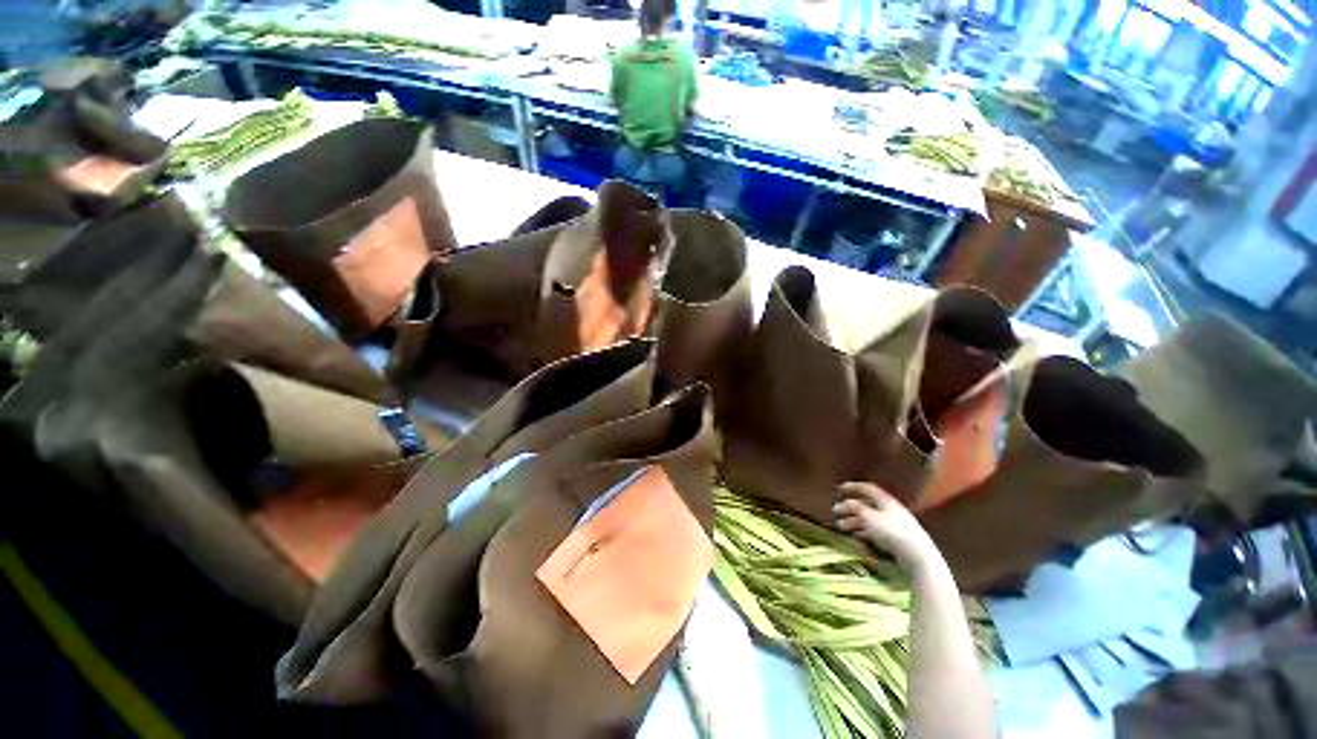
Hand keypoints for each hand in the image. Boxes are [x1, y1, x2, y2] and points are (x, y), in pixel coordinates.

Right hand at [833, 482, 940, 570]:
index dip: (853, 487)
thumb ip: (854, 508)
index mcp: (885, 501)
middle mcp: (890, 510)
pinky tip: (857, 537)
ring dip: (854, 522)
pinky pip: (876, 531)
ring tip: (841, 527)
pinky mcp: (897, 539)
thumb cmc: (892, 532)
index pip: (867, 489)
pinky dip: (864, 532)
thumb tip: (843, 504)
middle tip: (837, 512)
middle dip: (850, 508)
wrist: (918, 556)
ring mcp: (895, 525)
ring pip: (870, 519)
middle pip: (867, 505)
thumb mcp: (868, 517)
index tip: (840, 488)